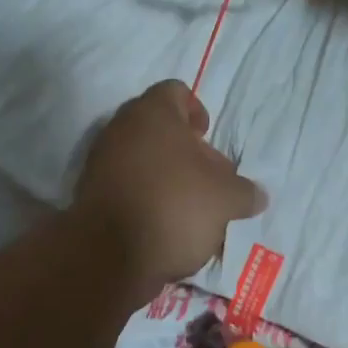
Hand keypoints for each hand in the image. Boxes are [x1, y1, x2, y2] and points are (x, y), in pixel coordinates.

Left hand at [73, 80, 267, 302]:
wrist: (112, 255)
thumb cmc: (175, 207)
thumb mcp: (226, 199)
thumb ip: (245, 192)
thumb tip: (257, 195)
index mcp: (152, 114)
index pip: (176, 92)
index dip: (197, 111)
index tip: (207, 137)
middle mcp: (120, 129)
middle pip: (158, 129)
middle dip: (184, 152)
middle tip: (206, 179)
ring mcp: (100, 163)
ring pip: (141, 161)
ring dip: (165, 178)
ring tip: (189, 209)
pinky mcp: (90, 196)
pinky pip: (126, 188)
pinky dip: (145, 200)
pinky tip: (164, 226)